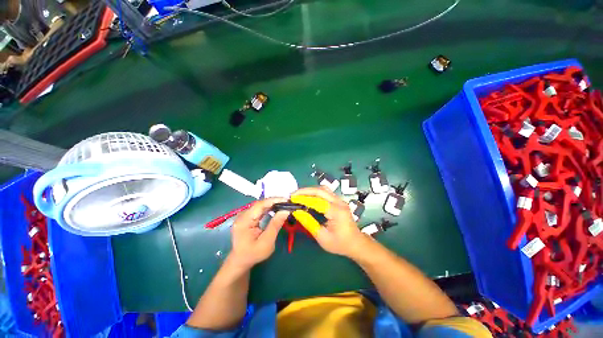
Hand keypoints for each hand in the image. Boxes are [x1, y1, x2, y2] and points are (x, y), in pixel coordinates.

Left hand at [229, 198, 289, 268]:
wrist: (241, 261)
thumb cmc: (253, 254)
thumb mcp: (267, 242)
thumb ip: (275, 225)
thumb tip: (286, 210)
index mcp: (244, 221)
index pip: (260, 205)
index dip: (274, 200)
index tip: (286, 200)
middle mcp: (242, 215)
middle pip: (260, 204)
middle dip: (275, 202)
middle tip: (288, 203)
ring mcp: (244, 215)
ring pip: (260, 205)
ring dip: (273, 204)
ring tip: (284, 205)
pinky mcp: (247, 217)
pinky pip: (259, 209)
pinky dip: (269, 208)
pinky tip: (276, 208)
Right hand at [292, 187, 367, 257]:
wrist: (356, 243)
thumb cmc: (340, 243)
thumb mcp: (322, 237)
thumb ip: (309, 223)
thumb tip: (297, 212)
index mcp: (336, 212)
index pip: (317, 201)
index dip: (303, 199)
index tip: (292, 199)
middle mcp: (339, 202)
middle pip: (320, 190)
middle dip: (305, 191)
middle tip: (293, 195)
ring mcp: (340, 200)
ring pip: (323, 189)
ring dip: (310, 190)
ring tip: (299, 195)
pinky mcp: (338, 201)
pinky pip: (325, 193)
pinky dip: (315, 193)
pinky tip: (308, 197)